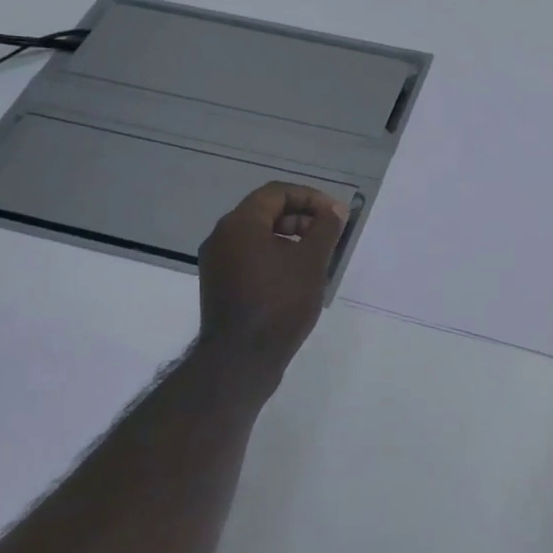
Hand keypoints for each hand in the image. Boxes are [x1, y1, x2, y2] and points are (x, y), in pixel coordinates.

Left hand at [197, 183, 348, 368]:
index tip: (335, 214)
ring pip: (257, 235)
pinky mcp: (219, 284)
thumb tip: (334, 210)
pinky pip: (249, 256)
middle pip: (265, 212)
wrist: (241, 359)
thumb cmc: (279, 303)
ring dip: (289, 238)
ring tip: (317, 256)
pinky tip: (296, 276)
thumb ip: (325, 229)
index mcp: (240, 224)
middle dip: (301, 217)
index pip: (276, 193)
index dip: (310, 198)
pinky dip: (274, 256)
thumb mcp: (311, 261)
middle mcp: (222, 236)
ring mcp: (216, 262)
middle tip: (329, 234)